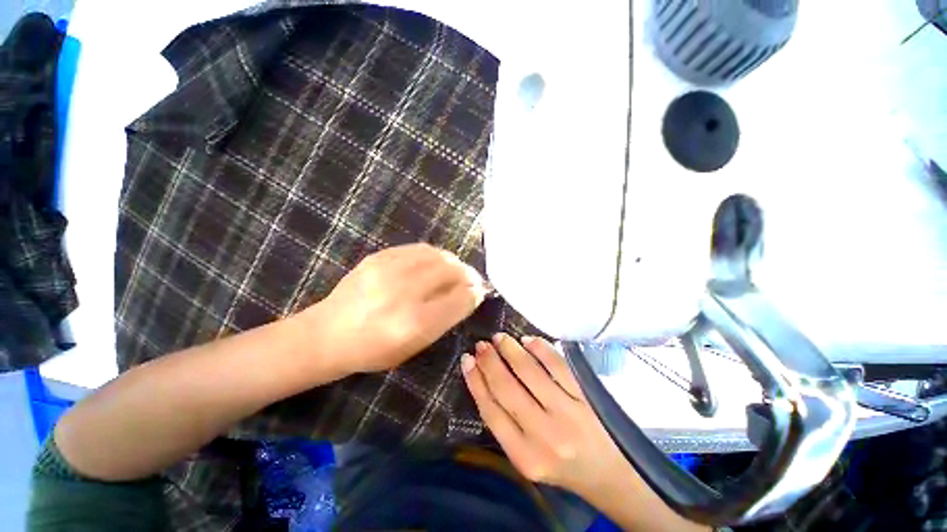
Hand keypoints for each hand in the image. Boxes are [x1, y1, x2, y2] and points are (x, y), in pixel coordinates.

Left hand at [309, 243, 487, 373]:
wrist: (326, 334)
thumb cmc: (373, 350)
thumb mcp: (414, 347)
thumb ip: (444, 320)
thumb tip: (468, 296)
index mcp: (415, 323)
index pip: (460, 299)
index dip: (474, 294)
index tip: (479, 293)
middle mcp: (405, 293)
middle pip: (452, 272)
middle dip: (468, 275)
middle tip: (471, 280)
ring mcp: (390, 270)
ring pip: (438, 256)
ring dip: (454, 262)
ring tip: (456, 269)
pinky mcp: (379, 257)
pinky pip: (419, 248)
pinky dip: (435, 254)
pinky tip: (436, 262)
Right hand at [461, 334, 634, 499]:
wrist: (610, 475)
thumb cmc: (561, 466)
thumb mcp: (527, 457)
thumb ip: (505, 424)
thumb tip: (483, 379)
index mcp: (524, 456)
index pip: (491, 410)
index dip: (475, 381)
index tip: (467, 360)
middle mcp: (545, 435)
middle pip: (506, 388)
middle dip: (489, 361)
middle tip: (482, 345)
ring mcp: (568, 413)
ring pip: (530, 372)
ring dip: (510, 350)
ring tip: (500, 338)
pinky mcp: (587, 397)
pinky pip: (558, 365)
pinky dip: (540, 348)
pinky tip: (528, 340)